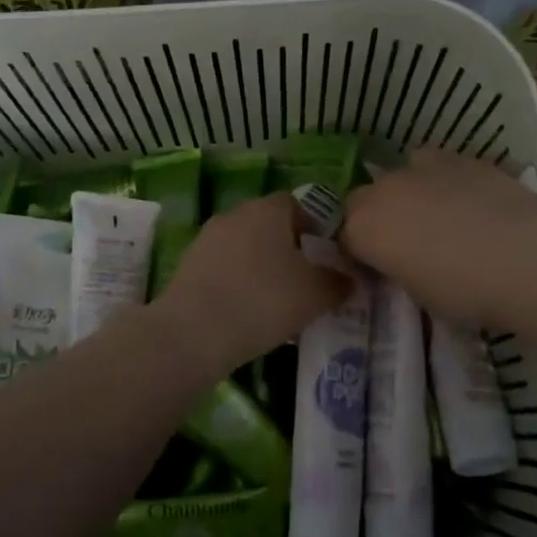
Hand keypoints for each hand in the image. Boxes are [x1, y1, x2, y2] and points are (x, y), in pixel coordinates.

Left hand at [153, 194, 350, 376]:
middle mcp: (236, 213)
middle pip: (269, 223)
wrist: (192, 333)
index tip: (326, 255)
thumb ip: (337, 282)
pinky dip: (237, 280)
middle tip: (304, 278)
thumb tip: (348, 277)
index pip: (298, 204)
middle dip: (288, 246)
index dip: (315, 226)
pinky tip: (246, 310)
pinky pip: (224, 266)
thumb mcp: (315, 295)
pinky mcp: (188, 264)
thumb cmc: (263, 302)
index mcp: (268, 209)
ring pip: (245, 245)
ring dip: (261, 264)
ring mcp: (208, 237)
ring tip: (276, 299)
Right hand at [340, 149, 536, 330]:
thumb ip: (398, 269)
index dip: (360, 255)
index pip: (345, 240)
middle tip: (403, 244)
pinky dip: (441, 182)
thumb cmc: (466, 291)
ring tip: (437, 219)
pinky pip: (434, 167)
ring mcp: (418, 167)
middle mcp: (382, 191)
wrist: (526, 255)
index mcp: (363, 229)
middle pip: (363, 201)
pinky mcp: (456, 156)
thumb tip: (402, 261)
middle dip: (376, 219)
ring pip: (399, 177)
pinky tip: (466, 202)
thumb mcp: (418, 294)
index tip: (378, 270)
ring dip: (407, 195)